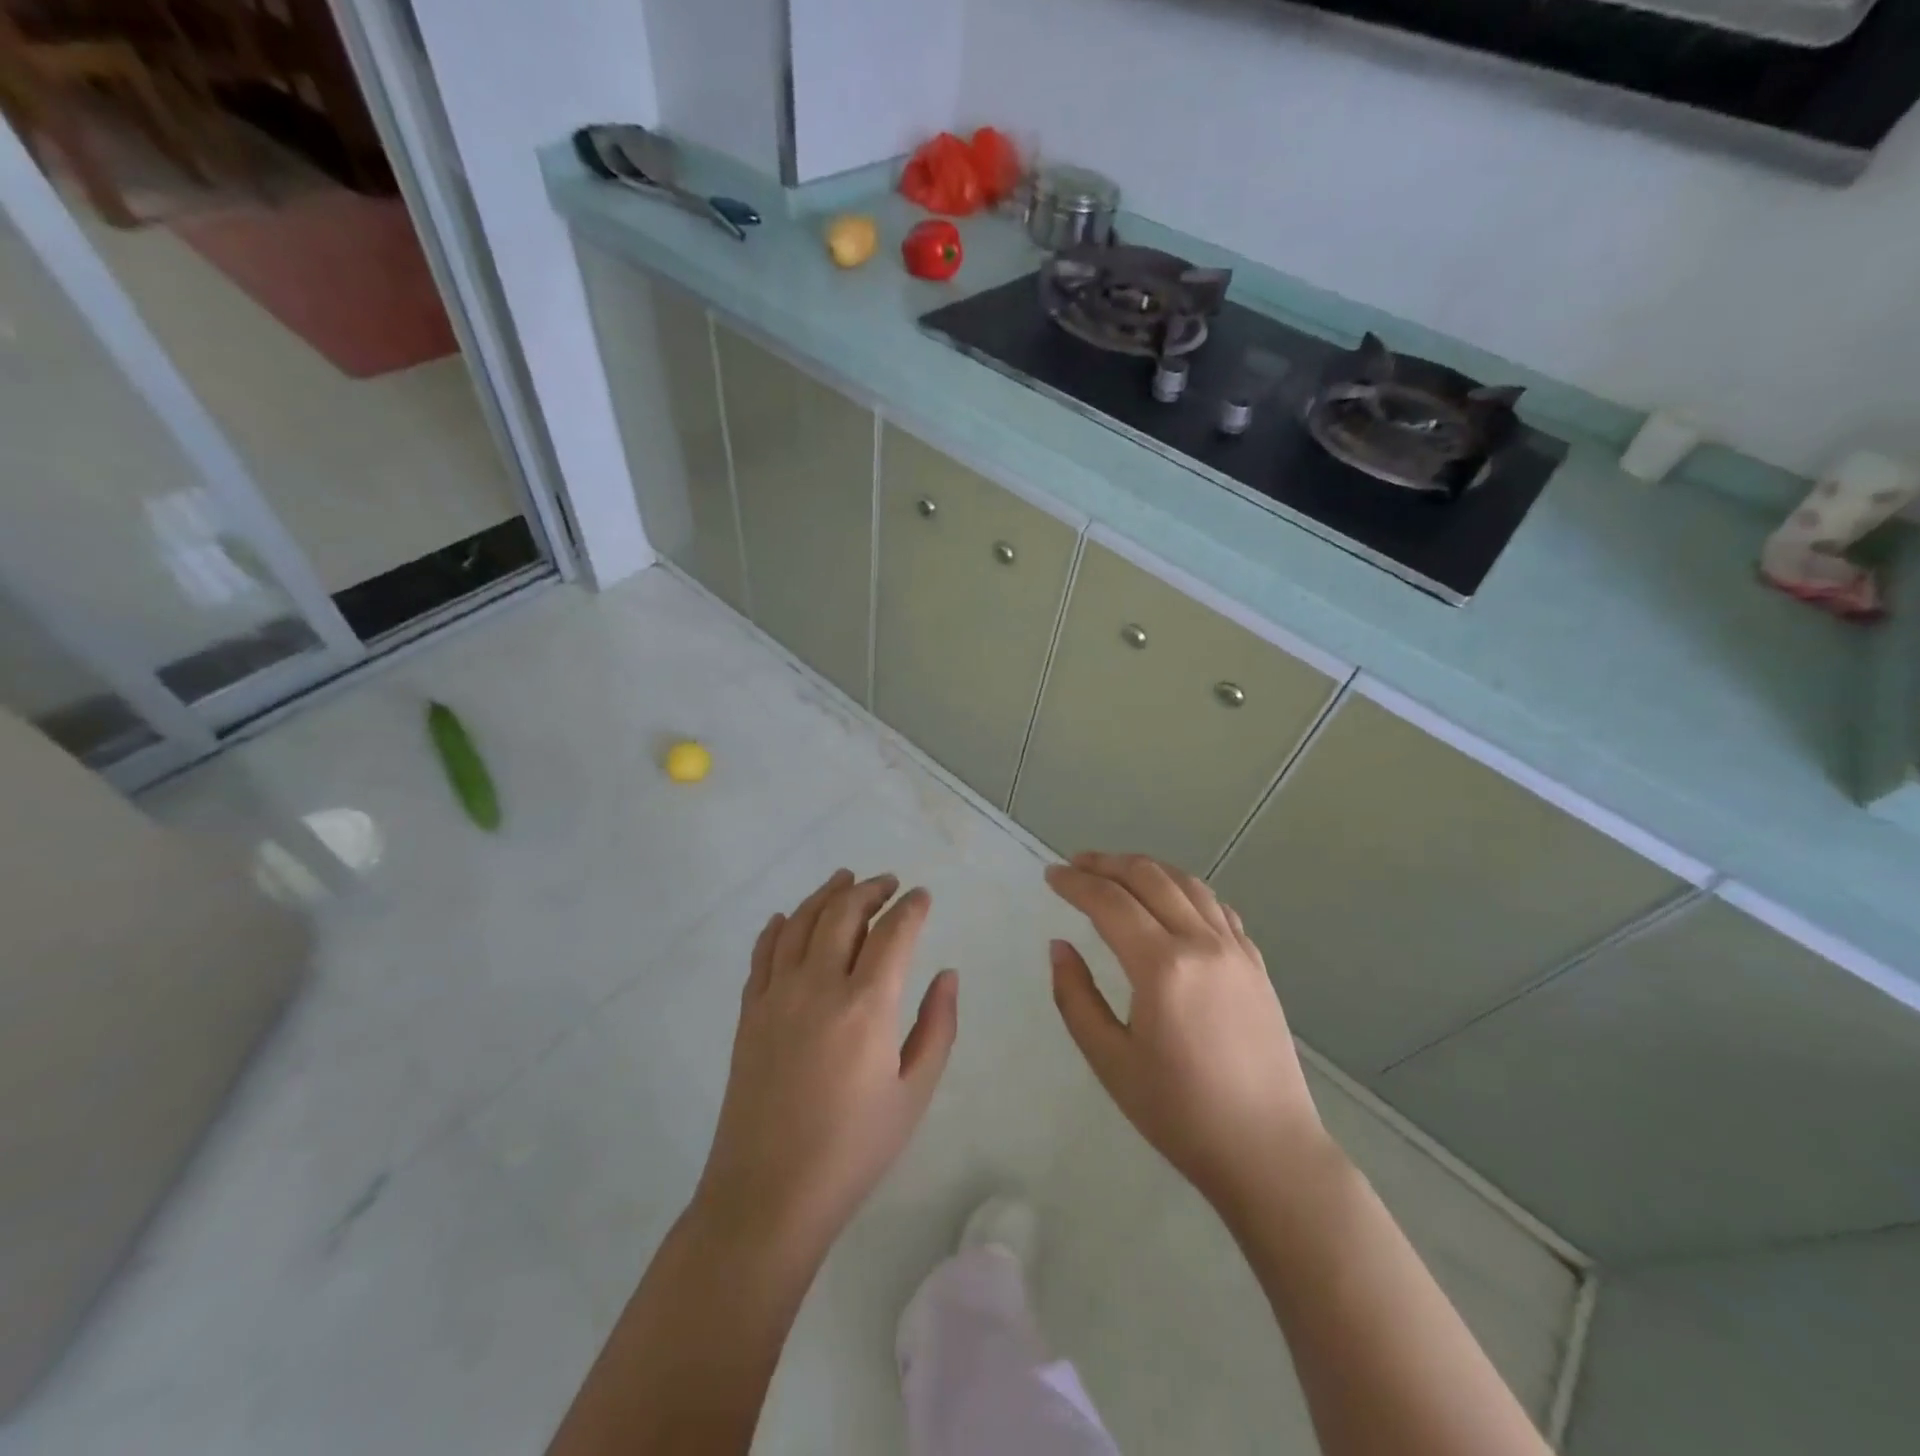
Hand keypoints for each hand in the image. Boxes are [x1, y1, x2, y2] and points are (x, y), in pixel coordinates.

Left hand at [693, 870, 957, 1259]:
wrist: (768, 1196)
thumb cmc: (853, 1150)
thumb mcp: (914, 1094)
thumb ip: (937, 1027)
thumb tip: (947, 973)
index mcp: (867, 1005)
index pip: (893, 933)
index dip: (911, 907)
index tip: (922, 896)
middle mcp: (819, 985)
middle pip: (843, 913)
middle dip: (870, 889)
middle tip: (888, 883)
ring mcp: (777, 995)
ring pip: (801, 922)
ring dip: (826, 894)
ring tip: (844, 879)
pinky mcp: (749, 1012)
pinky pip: (763, 953)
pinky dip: (779, 927)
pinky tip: (789, 917)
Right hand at [1046, 852, 1329, 1216]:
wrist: (1268, 1151)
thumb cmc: (1180, 1113)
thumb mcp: (1110, 1061)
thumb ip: (1076, 997)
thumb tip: (1059, 946)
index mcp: (1162, 967)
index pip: (1110, 902)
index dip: (1075, 883)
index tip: (1050, 875)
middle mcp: (1201, 943)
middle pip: (1149, 878)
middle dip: (1107, 863)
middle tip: (1076, 863)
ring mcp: (1236, 950)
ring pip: (1187, 884)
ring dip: (1147, 868)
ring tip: (1117, 870)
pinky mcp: (1256, 964)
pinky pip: (1217, 907)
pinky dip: (1185, 889)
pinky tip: (1172, 899)